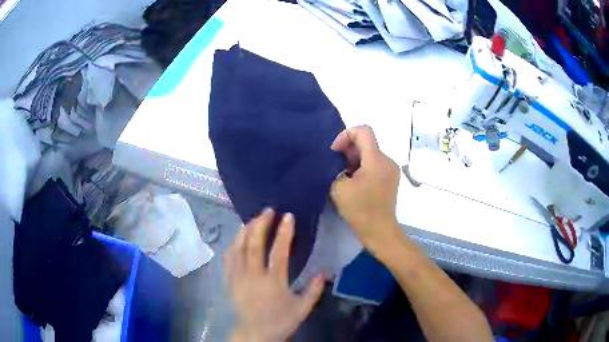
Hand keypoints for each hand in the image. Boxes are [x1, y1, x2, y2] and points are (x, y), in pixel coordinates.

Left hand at [225, 209, 323, 341]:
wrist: (252, 335)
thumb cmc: (278, 323)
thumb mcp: (302, 310)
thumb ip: (314, 291)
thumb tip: (324, 271)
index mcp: (273, 283)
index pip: (278, 252)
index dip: (284, 232)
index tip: (288, 216)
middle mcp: (253, 276)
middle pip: (254, 244)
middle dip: (261, 224)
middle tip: (268, 210)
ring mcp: (238, 277)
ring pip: (238, 247)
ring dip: (246, 230)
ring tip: (253, 218)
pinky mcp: (228, 280)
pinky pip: (228, 257)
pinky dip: (233, 243)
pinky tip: (238, 236)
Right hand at [330, 125, 400, 250]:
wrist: (379, 231)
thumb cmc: (360, 210)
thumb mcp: (339, 187)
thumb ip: (335, 167)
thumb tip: (337, 161)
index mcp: (376, 159)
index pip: (363, 131)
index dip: (346, 135)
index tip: (335, 152)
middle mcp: (387, 160)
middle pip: (366, 142)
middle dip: (348, 150)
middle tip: (335, 166)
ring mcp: (391, 170)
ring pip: (370, 154)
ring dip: (354, 160)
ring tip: (342, 176)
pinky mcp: (390, 179)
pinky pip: (374, 164)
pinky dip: (362, 168)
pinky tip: (353, 182)